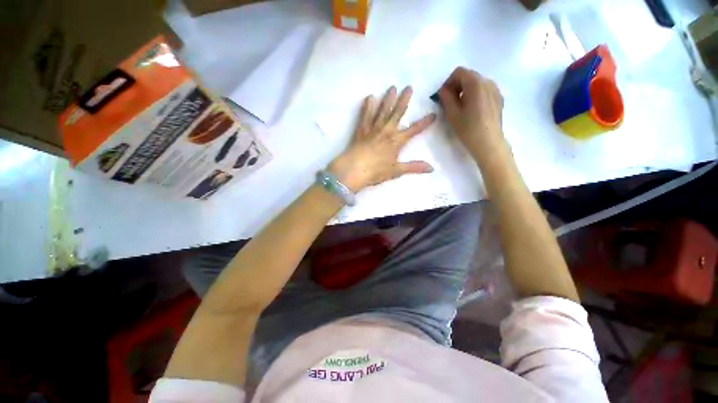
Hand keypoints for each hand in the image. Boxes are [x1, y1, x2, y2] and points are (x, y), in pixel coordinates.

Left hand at [328, 86, 436, 192]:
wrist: (354, 169)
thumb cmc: (376, 171)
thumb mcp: (396, 171)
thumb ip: (414, 167)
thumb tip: (432, 168)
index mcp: (397, 141)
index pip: (414, 130)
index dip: (424, 122)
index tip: (433, 113)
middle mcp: (387, 131)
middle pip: (397, 113)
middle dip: (404, 100)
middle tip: (408, 87)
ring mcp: (373, 128)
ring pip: (382, 111)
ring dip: (388, 99)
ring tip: (392, 87)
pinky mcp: (361, 129)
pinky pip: (365, 115)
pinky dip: (367, 106)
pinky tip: (369, 97)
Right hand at [438, 67, 506, 165]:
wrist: (488, 143)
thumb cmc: (468, 129)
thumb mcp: (452, 114)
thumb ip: (446, 98)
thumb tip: (443, 90)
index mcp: (476, 83)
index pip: (459, 72)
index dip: (448, 82)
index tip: (443, 96)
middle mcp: (488, 82)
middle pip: (469, 76)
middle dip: (457, 86)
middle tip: (449, 102)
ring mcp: (495, 90)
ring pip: (477, 83)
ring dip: (466, 91)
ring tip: (460, 107)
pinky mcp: (499, 98)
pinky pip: (484, 90)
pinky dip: (475, 95)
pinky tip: (472, 110)